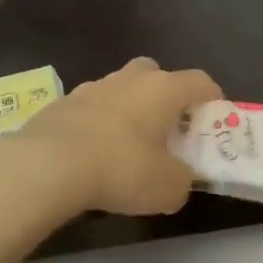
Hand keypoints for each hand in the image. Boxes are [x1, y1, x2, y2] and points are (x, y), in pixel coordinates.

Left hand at [0, 56, 219, 219]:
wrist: (48, 164)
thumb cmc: (121, 168)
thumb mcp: (168, 188)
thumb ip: (182, 180)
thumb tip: (179, 178)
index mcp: (163, 89)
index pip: (200, 80)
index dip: (212, 98)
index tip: (214, 118)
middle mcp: (129, 79)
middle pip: (156, 74)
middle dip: (165, 96)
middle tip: (168, 127)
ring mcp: (92, 87)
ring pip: (120, 89)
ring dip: (128, 108)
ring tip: (127, 144)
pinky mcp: (62, 102)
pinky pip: (91, 108)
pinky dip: (98, 123)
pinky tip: (93, 152)